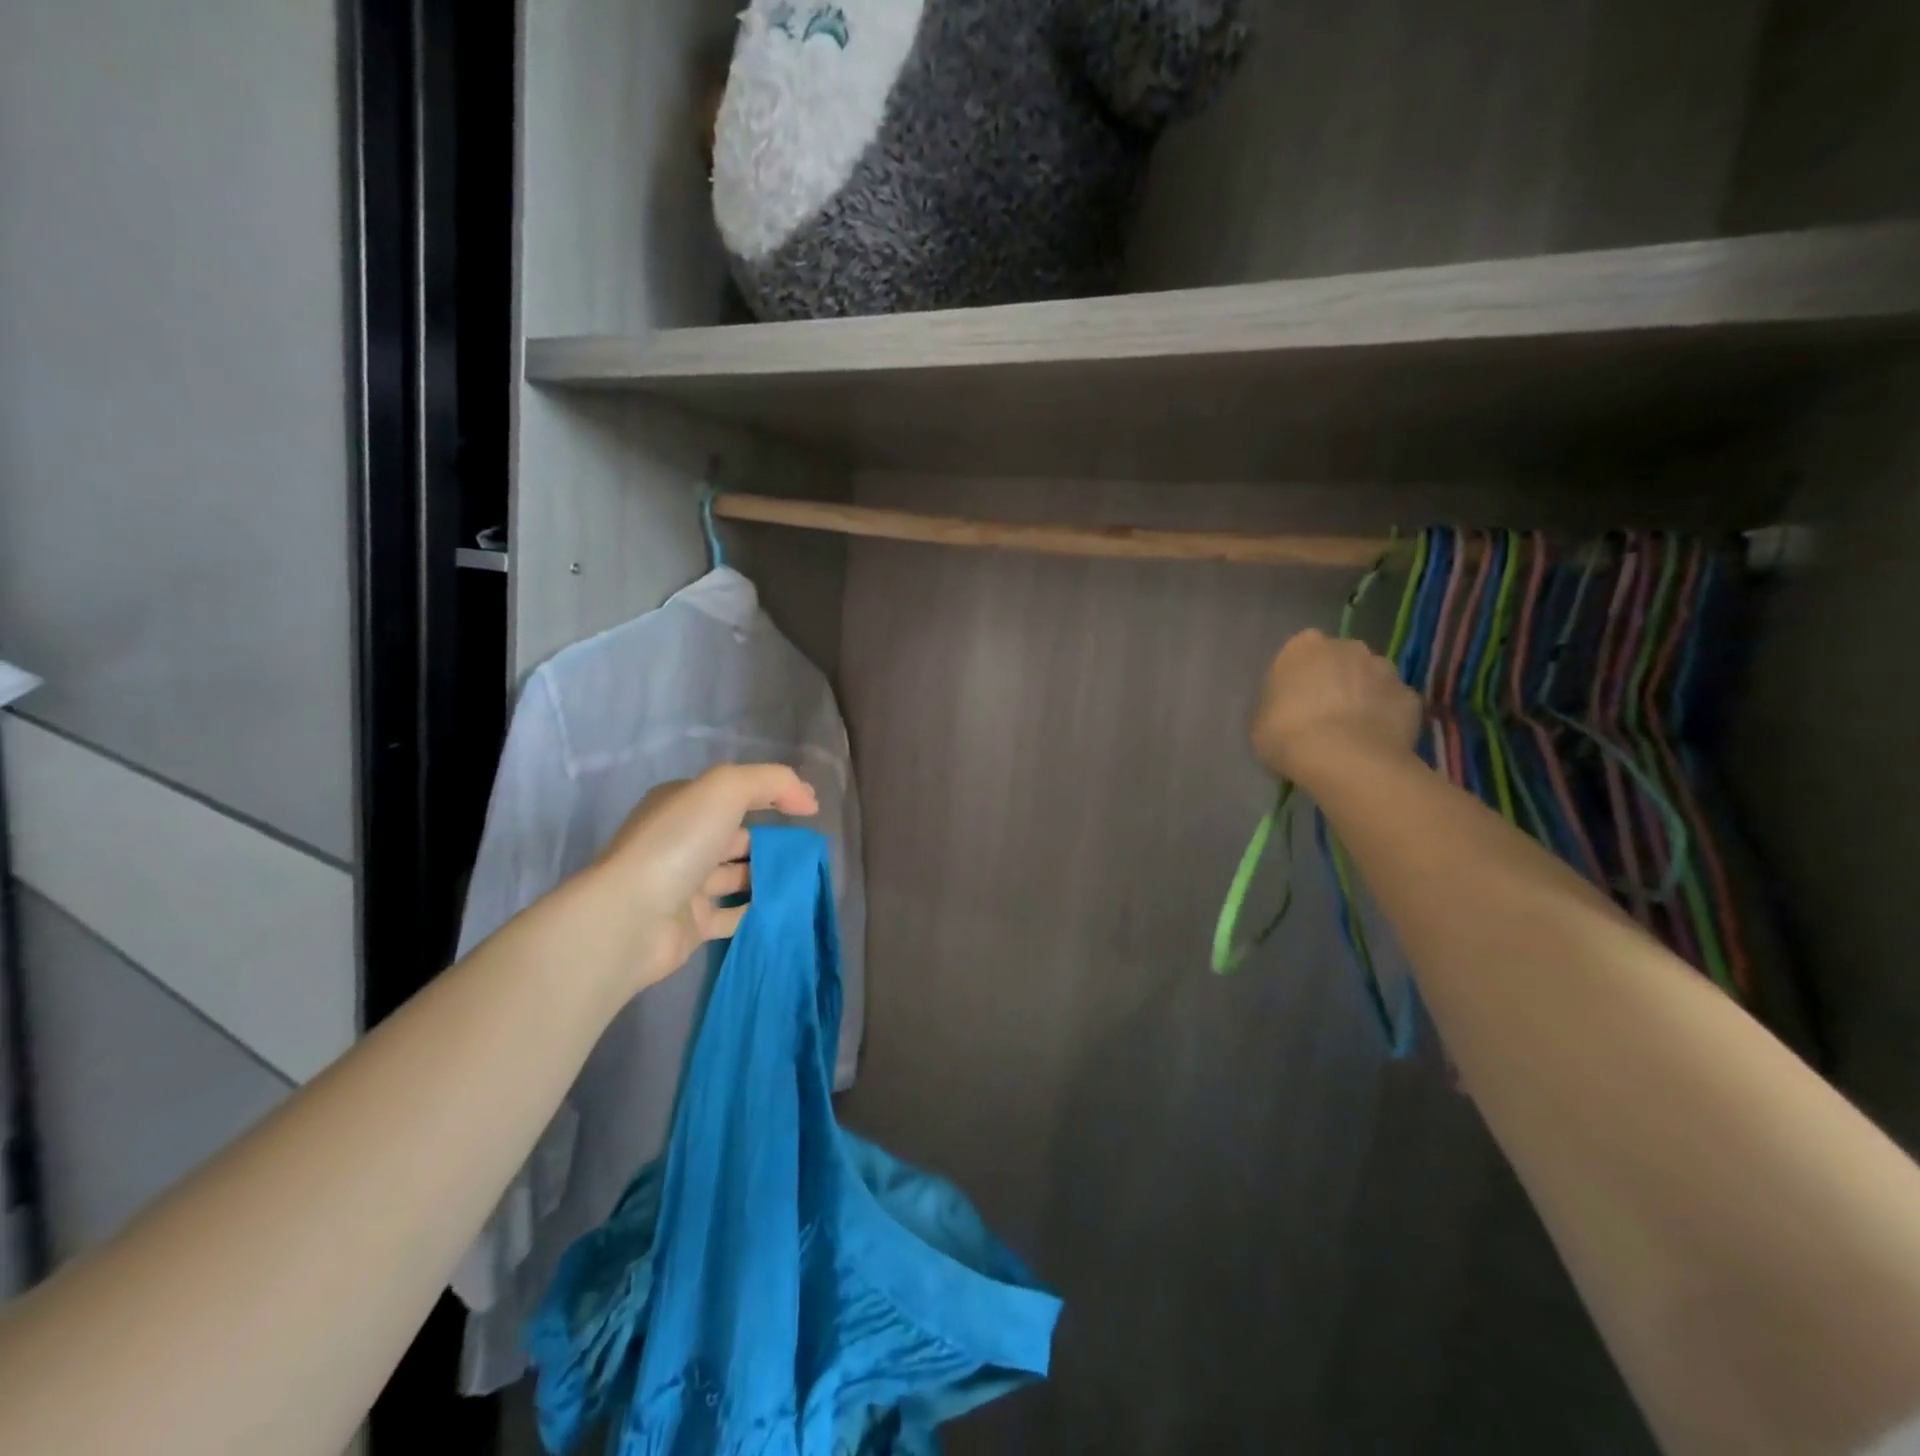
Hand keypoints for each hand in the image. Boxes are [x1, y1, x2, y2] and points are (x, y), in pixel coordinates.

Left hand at [581, 764, 819, 999]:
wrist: (631, 918)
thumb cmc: (678, 842)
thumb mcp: (726, 788)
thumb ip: (773, 782)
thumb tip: (808, 800)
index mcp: (682, 804)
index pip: (734, 793)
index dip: (773, 796)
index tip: (809, 810)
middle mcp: (681, 841)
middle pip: (737, 836)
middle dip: (773, 841)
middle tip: (809, 851)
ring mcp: (685, 884)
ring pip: (737, 875)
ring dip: (769, 876)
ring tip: (806, 879)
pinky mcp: (691, 924)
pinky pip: (734, 913)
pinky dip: (758, 911)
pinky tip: (786, 908)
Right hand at [1250, 629, 1421, 782]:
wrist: (1343, 759)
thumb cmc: (1287, 734)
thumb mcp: (1259, 722)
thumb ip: (1275, 707)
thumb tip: (1286, 711)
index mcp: (1302, 646)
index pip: (1299, 654)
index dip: (1296, 680)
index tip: (1292, 704)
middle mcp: (1347, 647)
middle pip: (1340, 661)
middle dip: (1335, 682)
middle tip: (1322, 717)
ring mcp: (1384, 669)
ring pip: (1371, 680)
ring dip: (1363, 697)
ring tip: (1352, 733)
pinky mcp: (1411, 697)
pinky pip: (1394, 705)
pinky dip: (1386, 719)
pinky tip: (1375, 743)